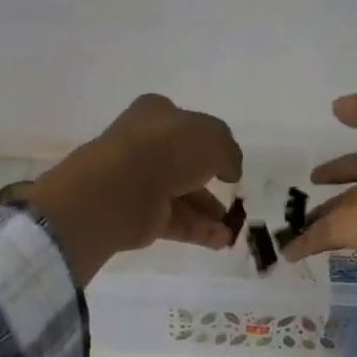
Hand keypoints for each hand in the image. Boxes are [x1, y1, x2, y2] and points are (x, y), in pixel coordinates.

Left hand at [25, 95, 243, 284]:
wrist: (122, 188)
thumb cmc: (167, 149)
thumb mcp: (213, 138)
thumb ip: (229, 152)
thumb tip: (230, 170)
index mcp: (156, 115)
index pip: (185, 125)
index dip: (208, 141)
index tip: (227, 162)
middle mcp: (145, 146)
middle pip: (184, 165)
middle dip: (211, 183)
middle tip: (234, 199)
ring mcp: (141, 183)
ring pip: (182, 197)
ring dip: (210, 213)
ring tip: (233, 228)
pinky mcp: (141, 217)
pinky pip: (177, 223)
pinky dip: (200, 232)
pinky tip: (222, 241)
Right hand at [281, 73, 356, 267]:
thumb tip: (340, 108)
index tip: (336, 122)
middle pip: (356, 174)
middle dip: (335, 174)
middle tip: (312, 178)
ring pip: (338, 209)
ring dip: (316, 213)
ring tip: (291, 215)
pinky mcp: (354, 233)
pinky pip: (322, 238)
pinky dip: (303, 244)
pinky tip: (285, 249)